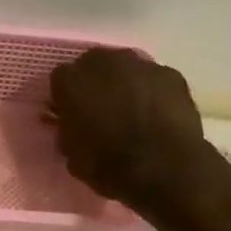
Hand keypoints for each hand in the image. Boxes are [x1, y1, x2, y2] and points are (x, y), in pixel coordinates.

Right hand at [49, 48, 213, 211]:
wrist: (164, 169)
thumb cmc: (109, 166)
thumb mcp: (73, 157)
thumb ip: (68, 132)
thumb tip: (71, 125)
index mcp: (71, 82)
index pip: (60, 80)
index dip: (65, 98)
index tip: (70, 116)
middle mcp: (104, 62)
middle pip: (93, 65)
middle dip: (94, 84)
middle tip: (100, 111)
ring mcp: (140, 64)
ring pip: (125, 69)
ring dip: (124, 85)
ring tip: (131, 114)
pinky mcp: (170, 73)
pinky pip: (153, 79)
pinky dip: (151, 92)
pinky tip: (156, 116)